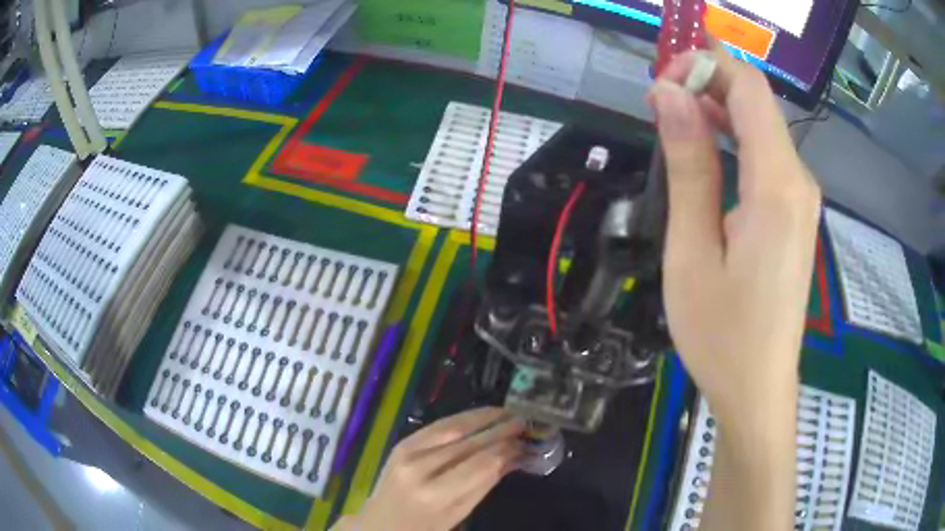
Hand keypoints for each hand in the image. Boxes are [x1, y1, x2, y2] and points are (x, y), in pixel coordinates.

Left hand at [335, 407, 524, 530]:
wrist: (380, 522)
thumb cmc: (424, 526)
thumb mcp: (459, 514)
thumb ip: (484, 484)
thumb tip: (513, 457)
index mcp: (436, 494)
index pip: (481, 464)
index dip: (506, 450)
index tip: (525, 442)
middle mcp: (420, 468)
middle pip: (469, 442)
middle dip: (499, 429)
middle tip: (524, 421)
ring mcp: (407, 451)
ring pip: (453, 427)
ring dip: (483, 417)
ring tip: (506, 412)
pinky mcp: (402, 442)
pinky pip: (437, 426)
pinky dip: (462, 419)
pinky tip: (479, 416)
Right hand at [650, 49, 820, 528]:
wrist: (758, 388)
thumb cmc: (721, 334)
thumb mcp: (693, 251)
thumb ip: (689, 166)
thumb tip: (670, 95)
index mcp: (776, 185)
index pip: (749, 88)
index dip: (704, 66)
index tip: (660, 84)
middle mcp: (798, 180)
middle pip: (758, 101)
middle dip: (707, 83)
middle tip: (658, 101)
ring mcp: (801, 197)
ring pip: (762, 126)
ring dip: (717, 109)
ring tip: (672, 119)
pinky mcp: (796, 212)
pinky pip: (767, 154)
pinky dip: (733, 137)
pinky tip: (705, 148)